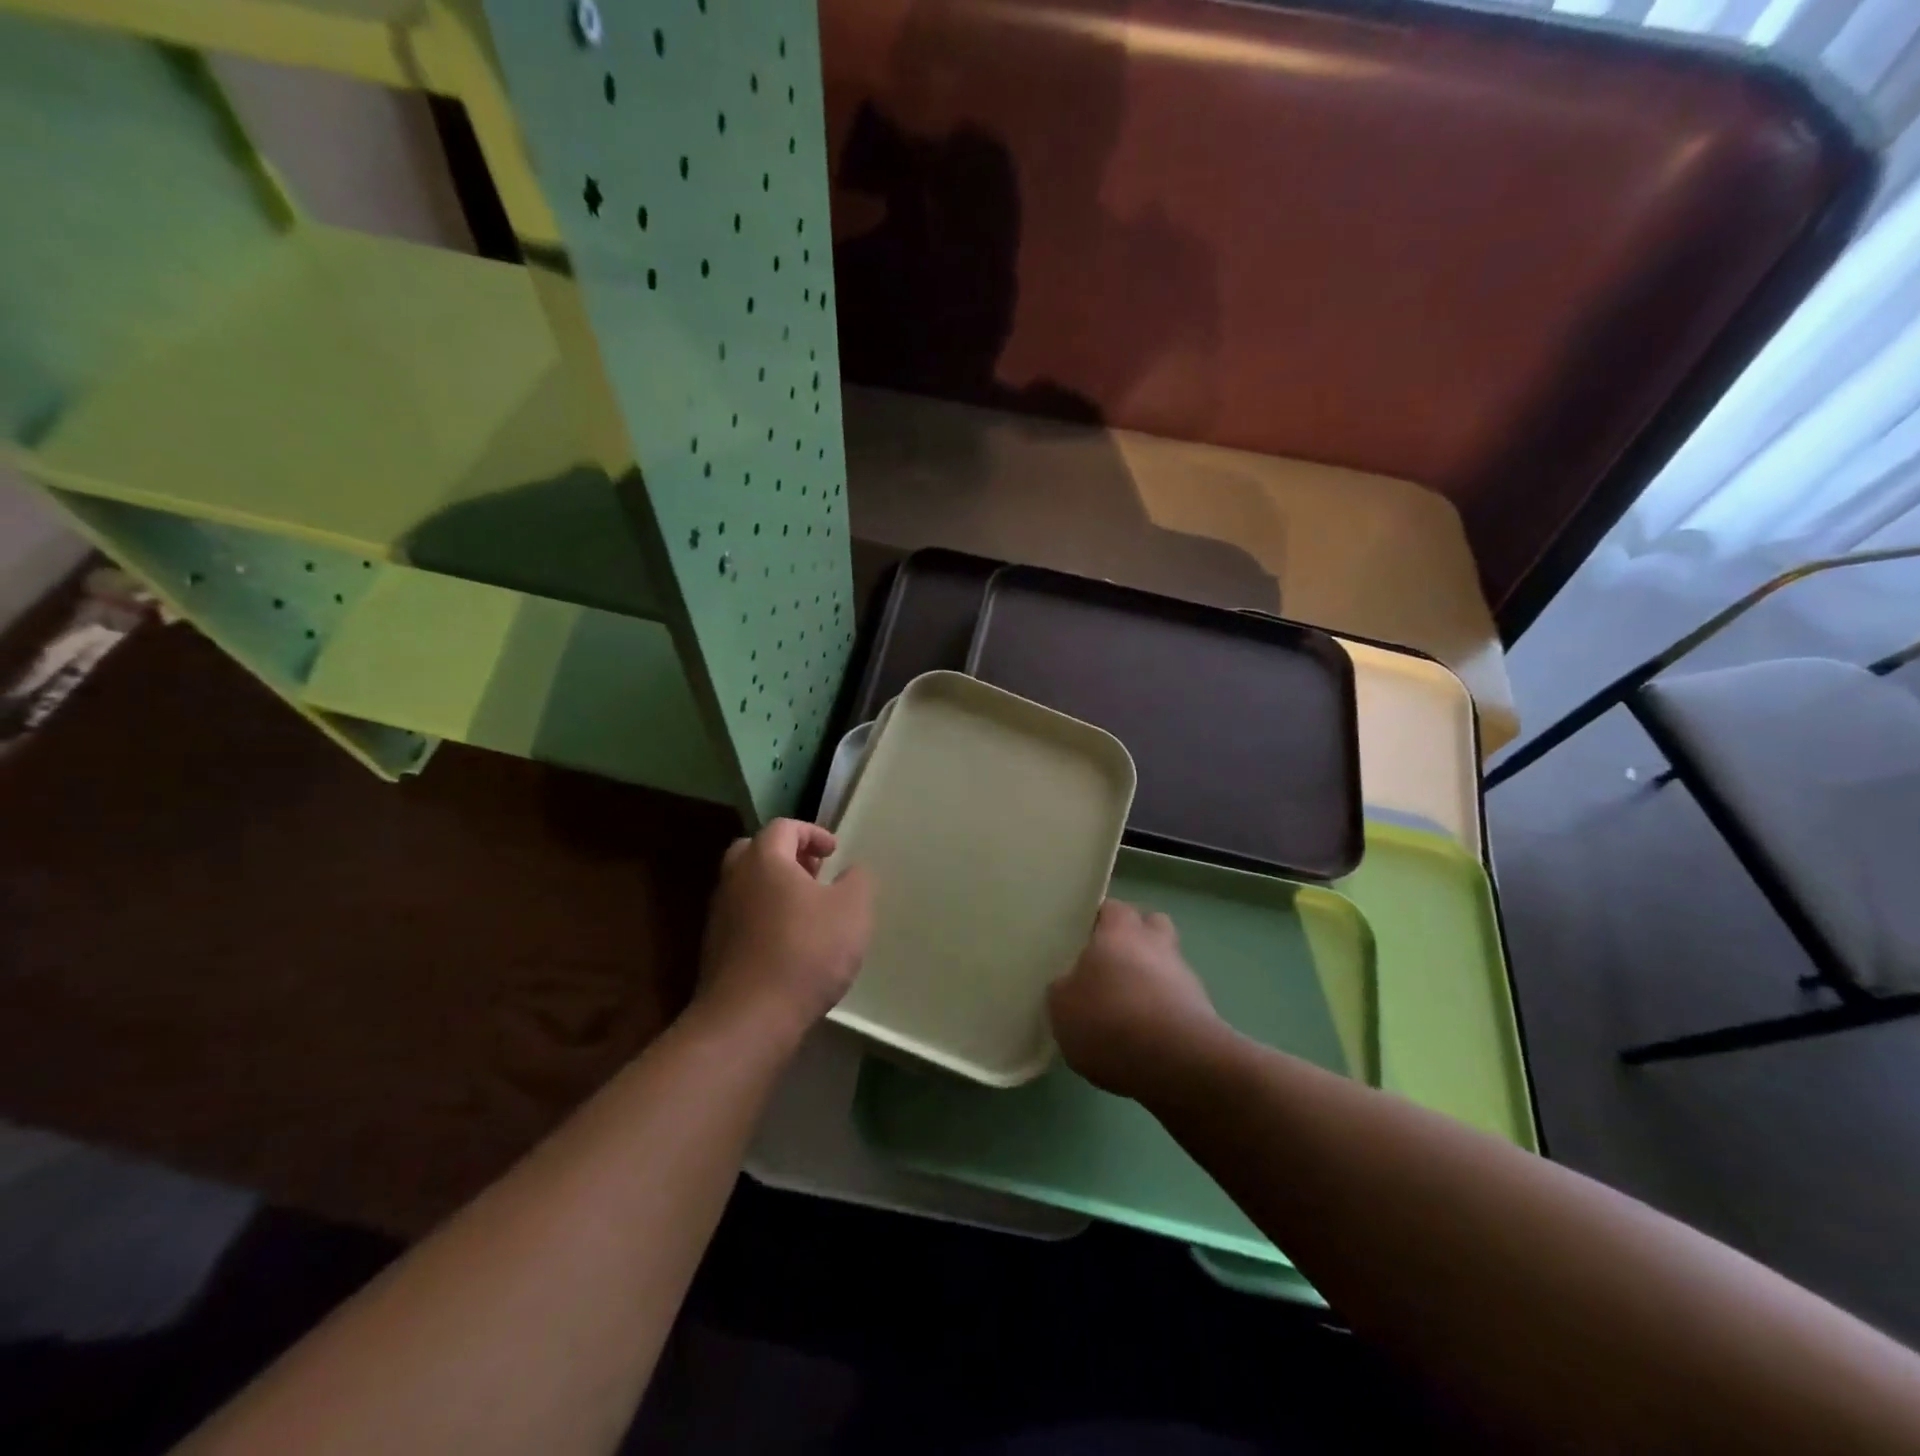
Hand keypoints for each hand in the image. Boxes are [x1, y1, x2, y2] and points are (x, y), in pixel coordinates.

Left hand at [694, 819, 872, 1047]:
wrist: (750, 1017)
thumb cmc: (806, 951)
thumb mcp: (851, 910)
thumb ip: (856, 881)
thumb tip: (850, 871)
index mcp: (764, 860)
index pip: (783, 827)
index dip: (812, 833)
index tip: (833, 853)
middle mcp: (734, 879)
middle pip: (754, 851)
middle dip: (786, 856)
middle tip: (813, 873)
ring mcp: (720, 915)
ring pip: (746, 885)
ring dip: (774, 888)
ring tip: (806, 910)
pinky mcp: (715, 949)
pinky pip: (742, 916)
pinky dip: (764, 916)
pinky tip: (788, 942)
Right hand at [1048, 899, 1220, 1097]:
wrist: (1177, 1063)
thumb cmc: (1109, 1020)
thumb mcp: (1061, 1007)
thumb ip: (1064, 988)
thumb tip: (1070, 984)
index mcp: (1120, 931)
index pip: (1113, 908)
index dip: (1099, 920)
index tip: (1084, 938)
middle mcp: (1156, 943)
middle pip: (1151, 925)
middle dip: (1136, 939)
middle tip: (1111, 965)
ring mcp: (1185, 976)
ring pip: (1167, 964)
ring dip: (1152, 978)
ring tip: (1128, 1010)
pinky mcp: (1203, 1011)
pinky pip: (1178, 1000)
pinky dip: (1164, 1011)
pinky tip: (1147, 1037)